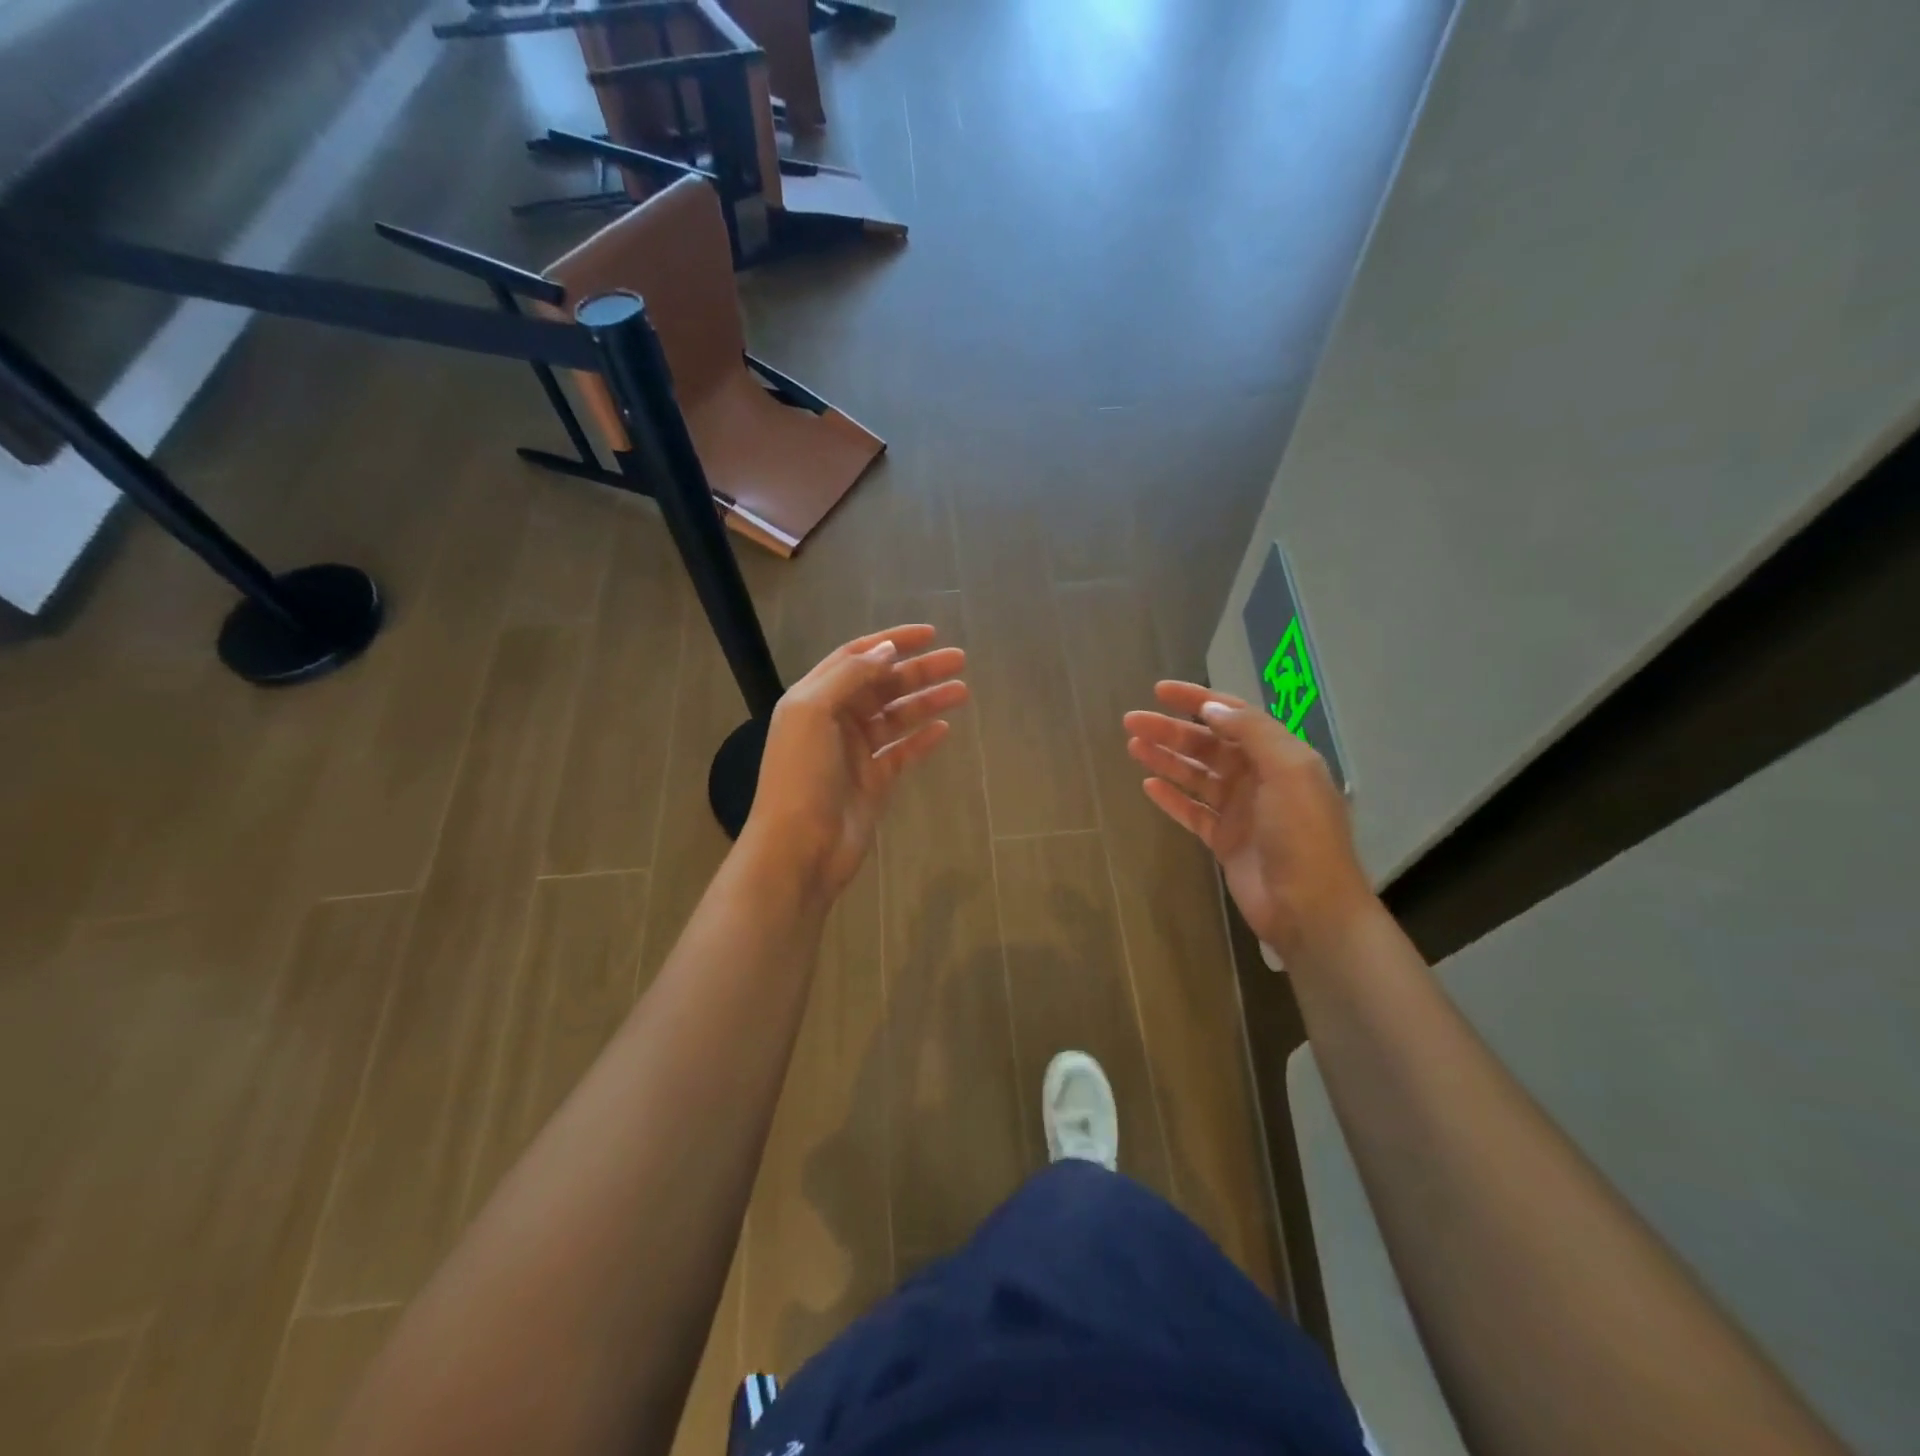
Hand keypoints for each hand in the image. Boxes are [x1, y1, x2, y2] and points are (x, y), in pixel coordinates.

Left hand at [743, 625, 967, 898]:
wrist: (799, 848)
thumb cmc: (801, 776)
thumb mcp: (813, 713)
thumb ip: (850, 676)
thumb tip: (887, 649)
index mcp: (814, 698)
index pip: (856, 657)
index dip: (891, 642)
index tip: (929, 634)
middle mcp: (835, 720)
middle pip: (882, 685)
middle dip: (919, 671)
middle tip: (959, 660)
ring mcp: (856, 752)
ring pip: (897, 717)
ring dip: (927, 701)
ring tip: (963, 690)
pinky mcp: (874, 781)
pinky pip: (903, 752)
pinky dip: (922, 739)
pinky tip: (945, 729)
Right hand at [1124, 682, 1373, 957]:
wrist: (1310, 908)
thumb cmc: (1303, 835)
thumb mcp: (1288, 772)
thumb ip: (1251, 733)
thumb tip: (1211, 707)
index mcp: (1279, 756)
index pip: (1234, 716)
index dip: (1197, 700)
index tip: (1160, 691)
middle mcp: (1259, 778)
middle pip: (1207, 745)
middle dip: (1171, 730)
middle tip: (1132, 721)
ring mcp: (1240, 810)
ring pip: (1195, 775)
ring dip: (1165, 759)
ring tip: (1132, 746)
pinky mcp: (1224, 840)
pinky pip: (1192, 811)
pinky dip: (1171, 797)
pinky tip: (1147, 785)